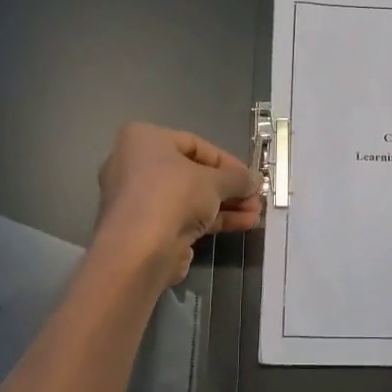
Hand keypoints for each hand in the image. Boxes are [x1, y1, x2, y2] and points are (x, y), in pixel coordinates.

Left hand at [95, 122, 261, 285]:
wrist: (138, 250)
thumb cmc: (173, 196)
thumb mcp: (215, 182)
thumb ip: (238, 179)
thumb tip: (256, 180)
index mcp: (144, 140)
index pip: (195, 145)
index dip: (228, 162)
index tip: (250, 177)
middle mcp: (135, 165)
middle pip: (193, 174)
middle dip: (228, 188)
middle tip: (255, 198)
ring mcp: (139, 199)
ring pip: (189, 198)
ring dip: (225, 205)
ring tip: (255, 215)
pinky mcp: (145, 228)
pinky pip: (182, 217)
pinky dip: (210, 220)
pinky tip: (241, 225)